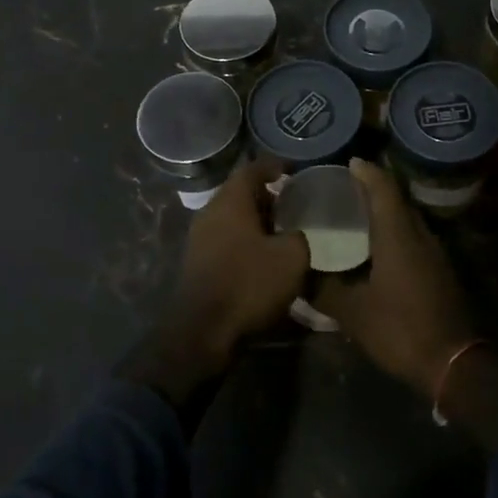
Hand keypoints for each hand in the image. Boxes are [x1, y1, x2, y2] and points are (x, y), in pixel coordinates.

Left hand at [162, 158, 309, 372]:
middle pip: (241, 194)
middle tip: (294, 204)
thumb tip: (298, 234)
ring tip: (284, 232)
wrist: (203, 332)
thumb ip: (300, 236)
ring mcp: (200, 239)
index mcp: (230, 201)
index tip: (294, 170)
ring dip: (257, 222)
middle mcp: (210, 213)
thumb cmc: (249, 283)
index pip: (252, 169)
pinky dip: (246, 241)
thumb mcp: (292, 257)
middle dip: (268, 197)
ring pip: (233, 218)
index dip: (275, 166)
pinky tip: (265, 258)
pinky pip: (226, 240)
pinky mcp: (198, 264)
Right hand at [313, 159, 476, 401]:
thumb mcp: (353, 313)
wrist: (453, 363)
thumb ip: (323, 290)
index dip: (366, 172)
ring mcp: (434, 253)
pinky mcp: (440, 270)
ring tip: (357, 214)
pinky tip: (377, 248)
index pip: (383, 188)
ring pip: (407, 219)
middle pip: (396, 200)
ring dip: (385, 211)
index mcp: (398, 235)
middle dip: (373, 188)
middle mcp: (419, 235)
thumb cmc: (400, 329)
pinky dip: (395, 231)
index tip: (348, 162)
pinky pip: (414, 237)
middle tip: (345, 188)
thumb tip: (296, 274)